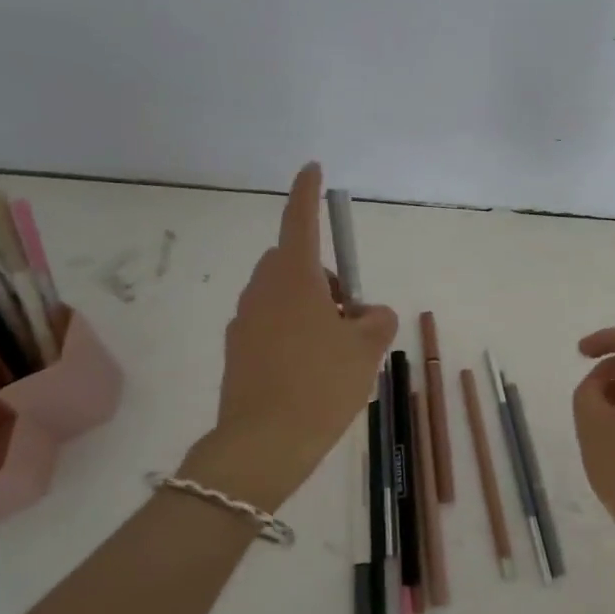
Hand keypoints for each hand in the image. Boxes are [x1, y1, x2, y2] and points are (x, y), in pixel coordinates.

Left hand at [179, 163, 396, 509]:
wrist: (263, 445)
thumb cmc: (320, 385)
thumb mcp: (365, 350)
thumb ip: (376, 321)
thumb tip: (369, 313)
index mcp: (294, 280)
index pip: (300, 222)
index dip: (307, 193)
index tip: (312, 168)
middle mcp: (263, 292)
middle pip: (293, 263)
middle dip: (322, 276)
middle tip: (350, 314)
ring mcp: (245, 323)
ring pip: (282, 296)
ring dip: (309, 306)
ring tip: (336, 350)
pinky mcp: (237, 352)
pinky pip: (270, 325)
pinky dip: (292, 332)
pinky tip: (311, 371)